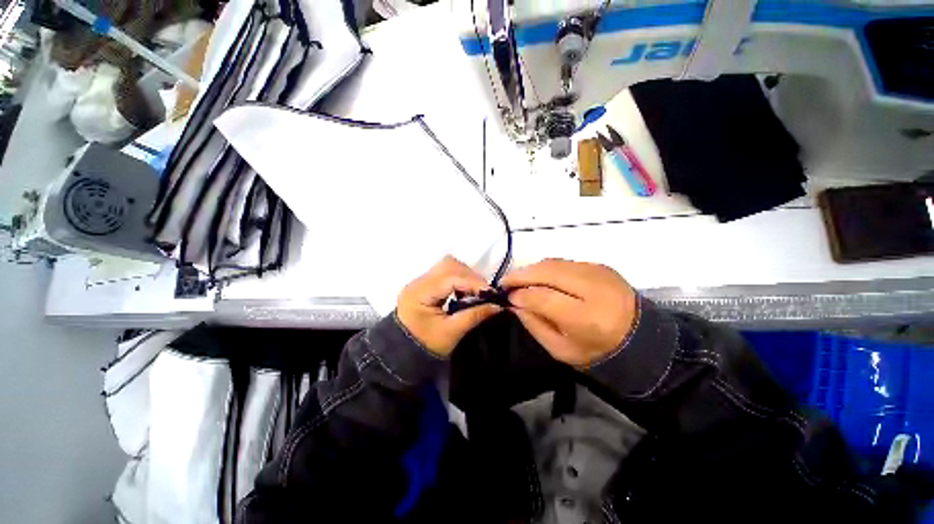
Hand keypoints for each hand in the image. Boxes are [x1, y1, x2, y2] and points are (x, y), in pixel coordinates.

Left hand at [397, 256, 502, 356]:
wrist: (402, 353)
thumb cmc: (425, 345)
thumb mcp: (451, 332)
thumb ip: (474, 315)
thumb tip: (497, 306)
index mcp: (420, 293)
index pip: (451, 277)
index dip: (473, 282)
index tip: (490, 293)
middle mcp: (418, 282)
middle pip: (448, 265)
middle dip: (470, 276)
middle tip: (483, 292)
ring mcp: (420, 281)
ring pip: (448, 266)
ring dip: (465, 275)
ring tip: (475, 292)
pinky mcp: (424, 285)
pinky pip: (445, 273)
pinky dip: (459, 279)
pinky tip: (464, 292)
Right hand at [502, 259, 637, 366]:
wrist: (640, 337)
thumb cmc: (598, 351)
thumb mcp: (561, 349)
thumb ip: (534, 325)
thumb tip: (515, 303)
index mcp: (587, 318)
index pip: (544, 297)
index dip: (521, 294)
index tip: (507, 297)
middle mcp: (594, 289)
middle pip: (548, 272)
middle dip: (521, 275)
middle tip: (505, 282)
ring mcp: (599, 273)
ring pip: (554, 263)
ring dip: (532, 269)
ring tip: (519, 279)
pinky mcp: (600, 266)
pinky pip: (564, 262)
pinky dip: (546, 268)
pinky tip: (539, 277)